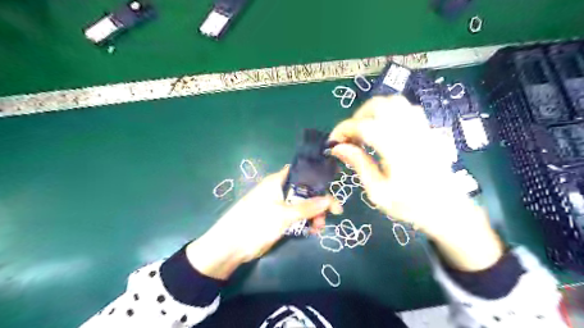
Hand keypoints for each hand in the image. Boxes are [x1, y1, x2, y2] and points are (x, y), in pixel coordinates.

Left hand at [185, 166, 342, 278]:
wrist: (230, 247)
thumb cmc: (256, 224)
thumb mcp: (284, 215)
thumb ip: (308, 207)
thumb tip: (331, 200)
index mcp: (277, 181)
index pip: (301, 172)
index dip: (317, 179)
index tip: (332, 190)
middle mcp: (278, 190)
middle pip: (304, 191)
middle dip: (318, 202)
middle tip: (329, 216)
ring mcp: (277, 205)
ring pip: (301, 205)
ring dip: (313, 215)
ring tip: (318, 228)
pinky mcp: (276, 218)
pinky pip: (295, 216)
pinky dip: (304, 222)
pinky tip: (311, 231)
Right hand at [328, 96, 501, 270]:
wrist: (447, 209)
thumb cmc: (410, 206)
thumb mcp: (378, 192)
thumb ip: (359, 165)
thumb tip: (338, 148)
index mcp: (397, 150)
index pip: (364, 126)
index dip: (343, 130)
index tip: (333, 142)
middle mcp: (410, 133)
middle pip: (379, 106)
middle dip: (357, 117)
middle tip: (350, 137)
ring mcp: (422, 128)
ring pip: (394, 102)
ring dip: (373, 112)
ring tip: (365, 131)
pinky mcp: (428, 129)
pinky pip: (407, 108)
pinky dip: (390, 112)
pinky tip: (385, 129)